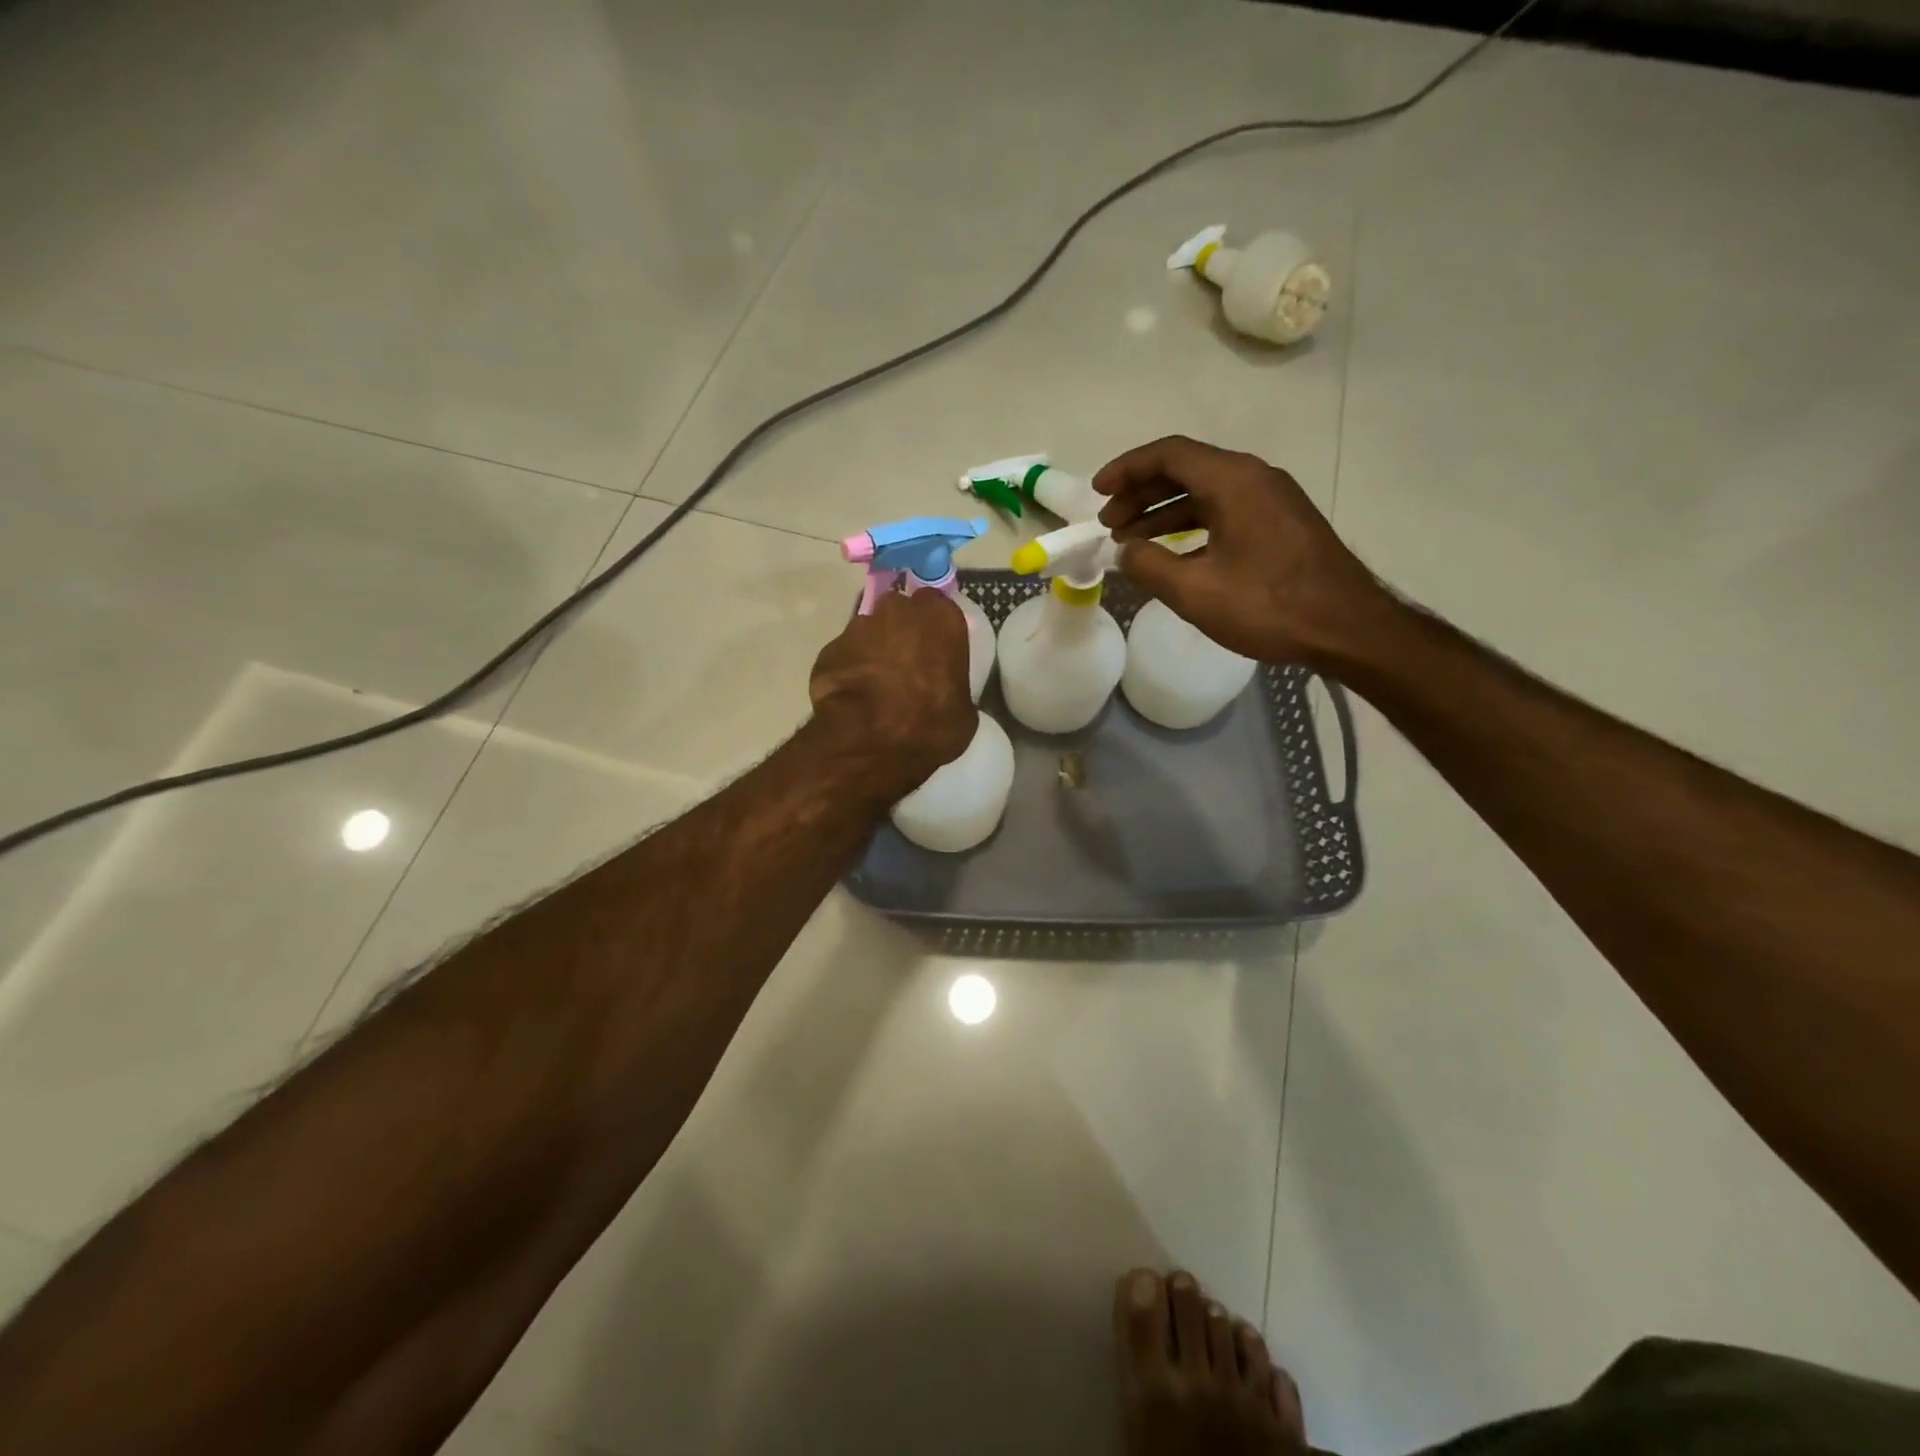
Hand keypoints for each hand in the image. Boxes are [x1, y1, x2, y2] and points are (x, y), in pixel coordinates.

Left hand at [809, 588, 974, 796]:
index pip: (937, 604)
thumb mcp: (963, 713)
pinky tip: (852, 697)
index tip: (933, 647)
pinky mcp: (829, 649)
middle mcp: (899, 612)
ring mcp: (859, 627)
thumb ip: (953, 686)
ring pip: (868, 631)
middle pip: (899, 611)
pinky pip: (844, 655)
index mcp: (941, 620)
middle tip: (905, 663)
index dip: (933, 626)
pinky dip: (848, 670)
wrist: (870, 742)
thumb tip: (944, 692)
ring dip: (873, 650)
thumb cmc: (930, 726)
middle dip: (901, 631)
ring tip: (875, 684)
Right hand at [1094, 436, 1396, 669]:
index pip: (1168, 454)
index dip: (1126, 469)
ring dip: (1162, 512)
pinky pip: (1223, 511)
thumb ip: (1149, 566)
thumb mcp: (1196, 591)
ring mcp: (1271, 500)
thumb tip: (1124, 551)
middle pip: (1185, 470)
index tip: (1097, 492)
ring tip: (1130, 541)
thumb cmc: (1269, 606)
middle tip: (1109, 525)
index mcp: (1233, 480)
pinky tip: (1173, 555)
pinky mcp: (1280, 524)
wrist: (1348, 628)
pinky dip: (1190, 525)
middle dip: (1140, 494)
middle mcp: (1253, 478)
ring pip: (1204, 492)